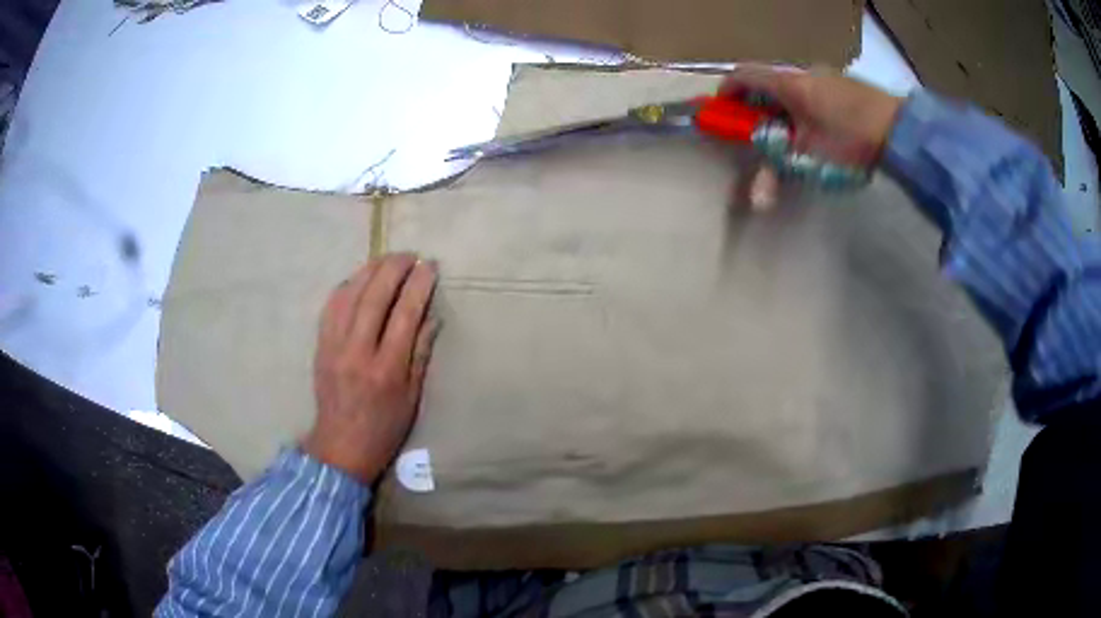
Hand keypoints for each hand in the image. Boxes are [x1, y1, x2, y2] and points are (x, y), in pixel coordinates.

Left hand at [303, 254, 438, 483]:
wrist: (340, 445)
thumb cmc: (384, 427)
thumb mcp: (412, 397)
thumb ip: (421, 354)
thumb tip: (431, 316)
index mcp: (387, 369)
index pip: (405, 315)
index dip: (419, 286)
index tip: (430, 266)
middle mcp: (358, 352)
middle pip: (374, 297)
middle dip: (394, 268)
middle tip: (410, 255)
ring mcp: (334, 346)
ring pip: (349, 295)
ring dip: (369, 270)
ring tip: (387, 259)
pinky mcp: (320, 345)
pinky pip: (331, 306)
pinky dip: (346, 285)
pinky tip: (358, 278)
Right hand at [722, 65, 903, 210]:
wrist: (901, 130)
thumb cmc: (851, 140)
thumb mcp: (811, 159)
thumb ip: (779, 173)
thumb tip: (756, 203)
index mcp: (788, 84)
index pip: (743, 76)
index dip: (728, 93)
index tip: (724, 114)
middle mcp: (802, 73)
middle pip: (766, 83)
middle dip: (757, 106)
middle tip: (760, 134)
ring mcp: (825, 76)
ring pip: (791, 88)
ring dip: (782, 108)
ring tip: (793, 136)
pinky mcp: (844, 85)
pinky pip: (812, 91)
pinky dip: (803, 107)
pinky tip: (819, 129)